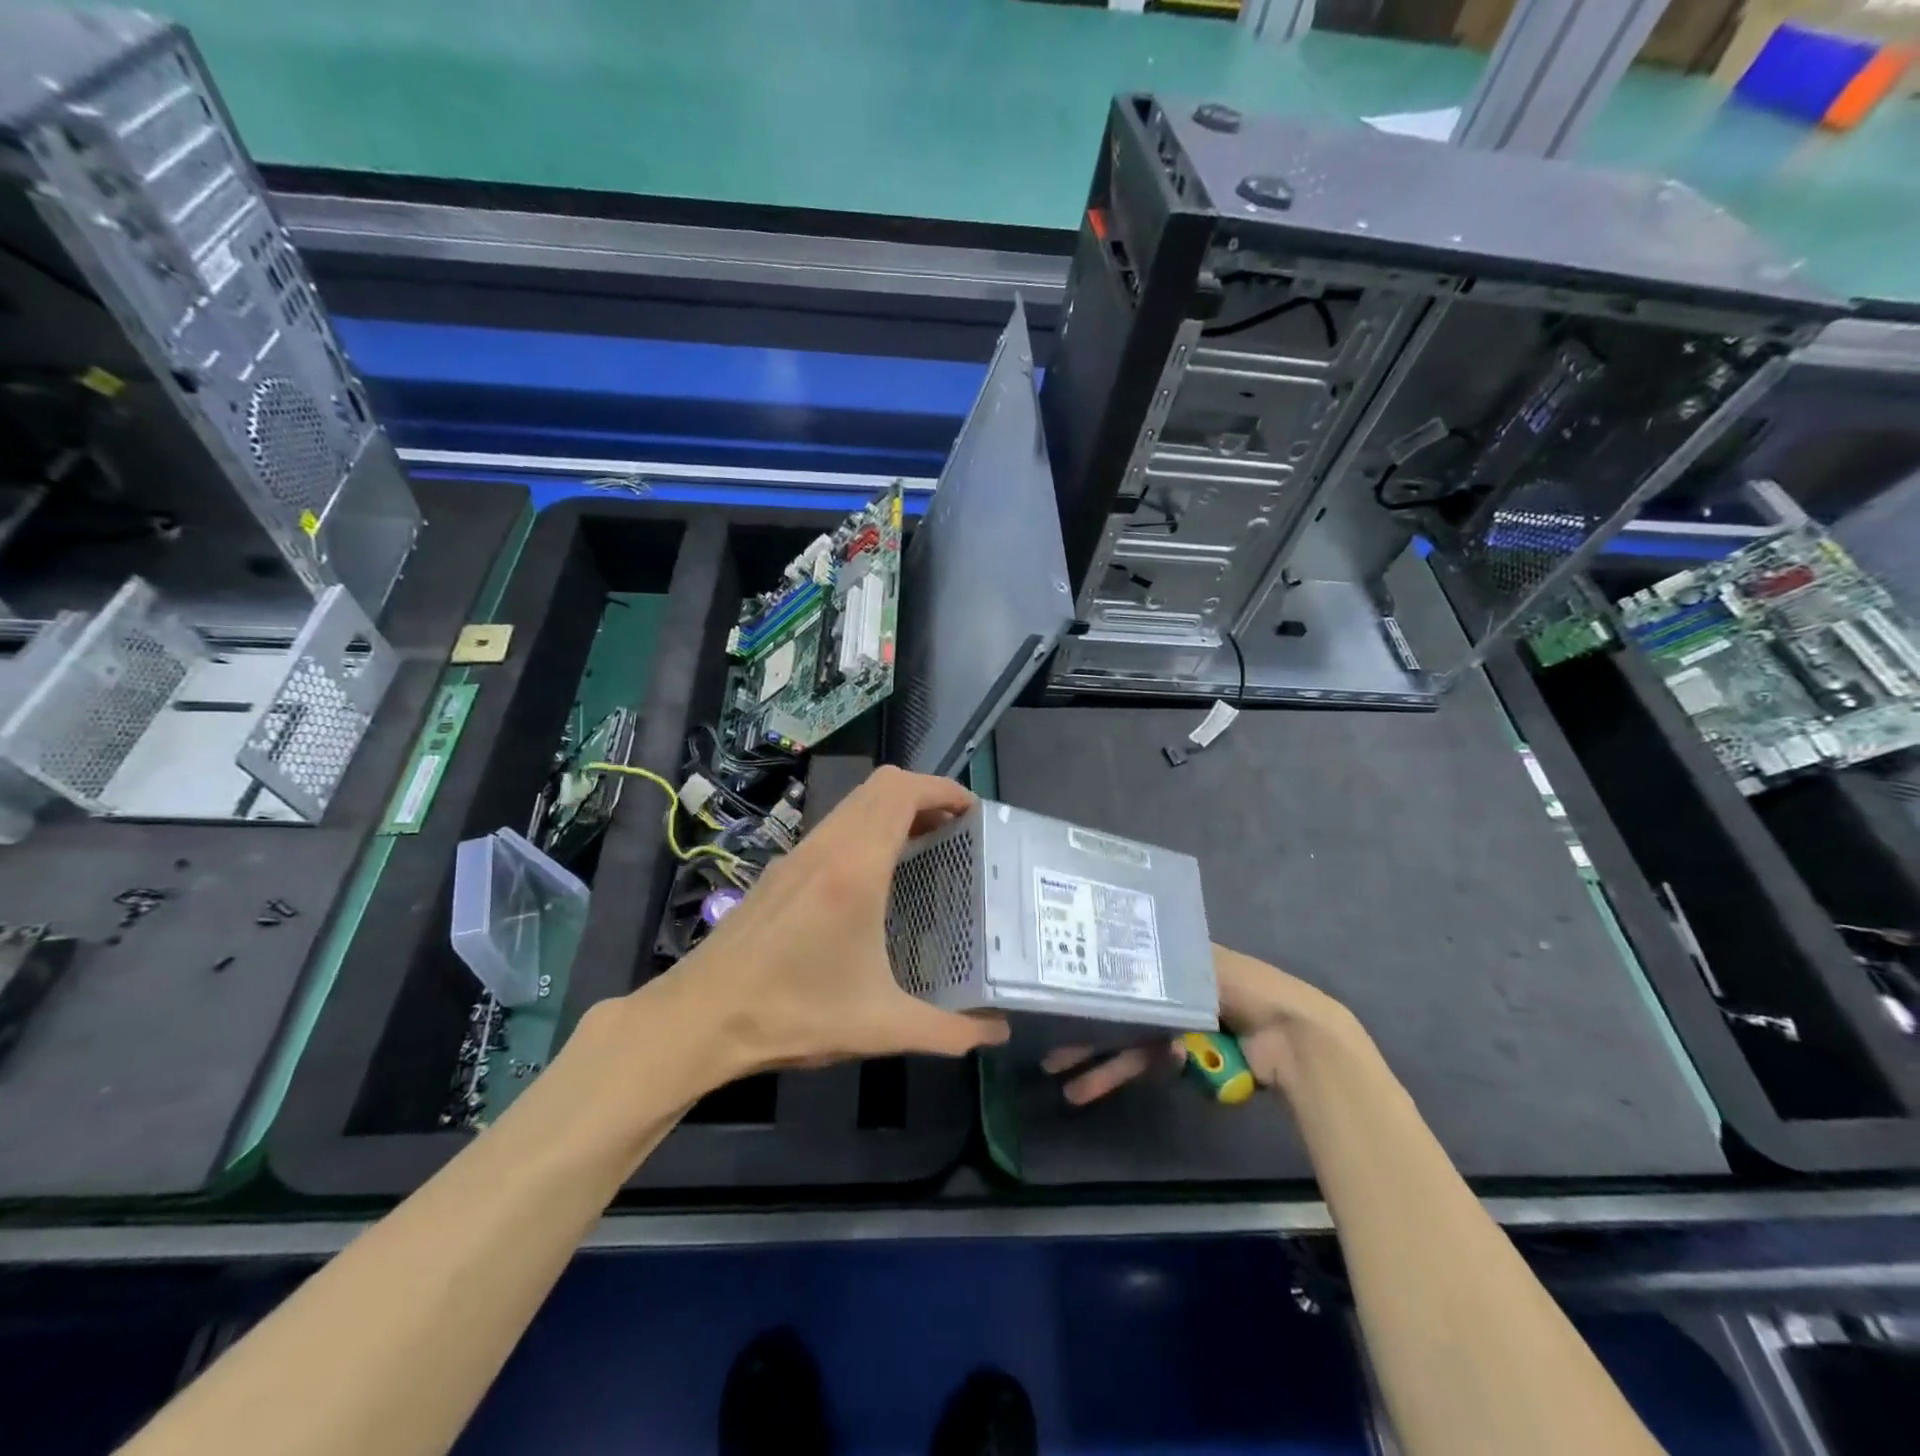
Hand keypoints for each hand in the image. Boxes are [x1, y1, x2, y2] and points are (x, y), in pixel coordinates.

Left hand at [655, 766, 1009, 1079]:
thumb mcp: (880, 1026)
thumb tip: (997, 1033)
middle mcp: (826, 847)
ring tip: (924, 847)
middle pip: (881, 786)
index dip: (944, 790)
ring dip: (893, 810)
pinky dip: (867, 828)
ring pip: (854, 803)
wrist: (699, 1018)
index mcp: (855, 868)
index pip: (903, 793)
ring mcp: (798, 854)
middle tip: (956, 829)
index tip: (975, 812)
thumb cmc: (793, 1014)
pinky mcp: (780, 871)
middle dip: (925, 795)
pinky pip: (834, 826)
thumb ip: (948, 1031)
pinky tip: (875, 877)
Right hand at [1043, 945, 1357, 1103]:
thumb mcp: (1199, 962)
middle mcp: (1167, 994)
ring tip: (1066, 1086)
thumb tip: (1109, 937)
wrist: (1290, 1038)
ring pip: (1125, 1045)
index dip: (1090, 983)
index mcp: (1171, 964)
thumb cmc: (1243, 988)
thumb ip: (1158, 959)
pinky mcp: (1182, 1060)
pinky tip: (1093, 1086)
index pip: (1120, 970)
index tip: (1057, 994)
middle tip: (1048, 1052)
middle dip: (1085, 1032)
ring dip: (1097, 1065)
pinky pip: (1144, 1064)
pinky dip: (1121, 1074)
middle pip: (1118, 1011)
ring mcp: (1174, 1030)